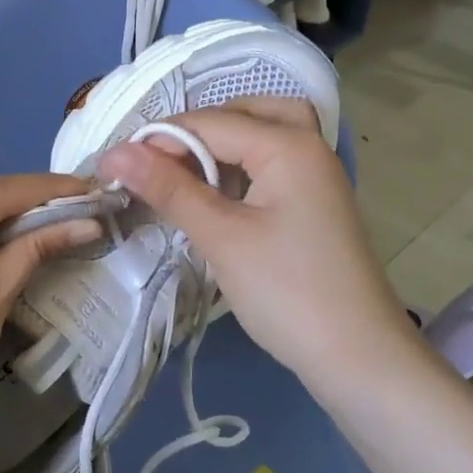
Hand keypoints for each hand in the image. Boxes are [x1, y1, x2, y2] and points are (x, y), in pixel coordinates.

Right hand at [98, 99, 413, 388]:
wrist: (359, 359)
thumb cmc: (288, 292)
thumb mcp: (222, 237)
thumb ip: (169, 189)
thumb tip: (115, 152)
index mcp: (289, 145)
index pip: (210, 122)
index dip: (158, 139)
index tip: (113, 166)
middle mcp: (308, 147)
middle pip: (247, 113)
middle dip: (199, 130)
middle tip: (158, 162)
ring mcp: (317, 176)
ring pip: (264, 136)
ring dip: (223, 146)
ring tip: (182, 173)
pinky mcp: (314, 204)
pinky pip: (273, 165)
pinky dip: (241, 167)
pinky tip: (215, 195)